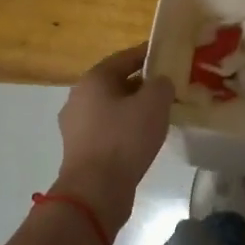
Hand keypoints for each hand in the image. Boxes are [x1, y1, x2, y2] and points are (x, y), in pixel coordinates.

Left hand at [52, 44, 175, 232]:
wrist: (95, 190)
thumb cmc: (124, 139)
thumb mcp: (154, 104)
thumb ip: (162, 84)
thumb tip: (160, 83)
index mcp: (94, 79)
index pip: (125, 57)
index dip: (148, 54)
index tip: (168, 55)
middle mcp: (79, 97)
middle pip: (116, 82)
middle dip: (142, 83)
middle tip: (168, 87)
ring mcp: (76, 125)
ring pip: (112, 107)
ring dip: (134, 107)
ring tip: (159, 113)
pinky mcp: (80, 148)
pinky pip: (107, 128)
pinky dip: (125, 127)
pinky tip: (143, 137)